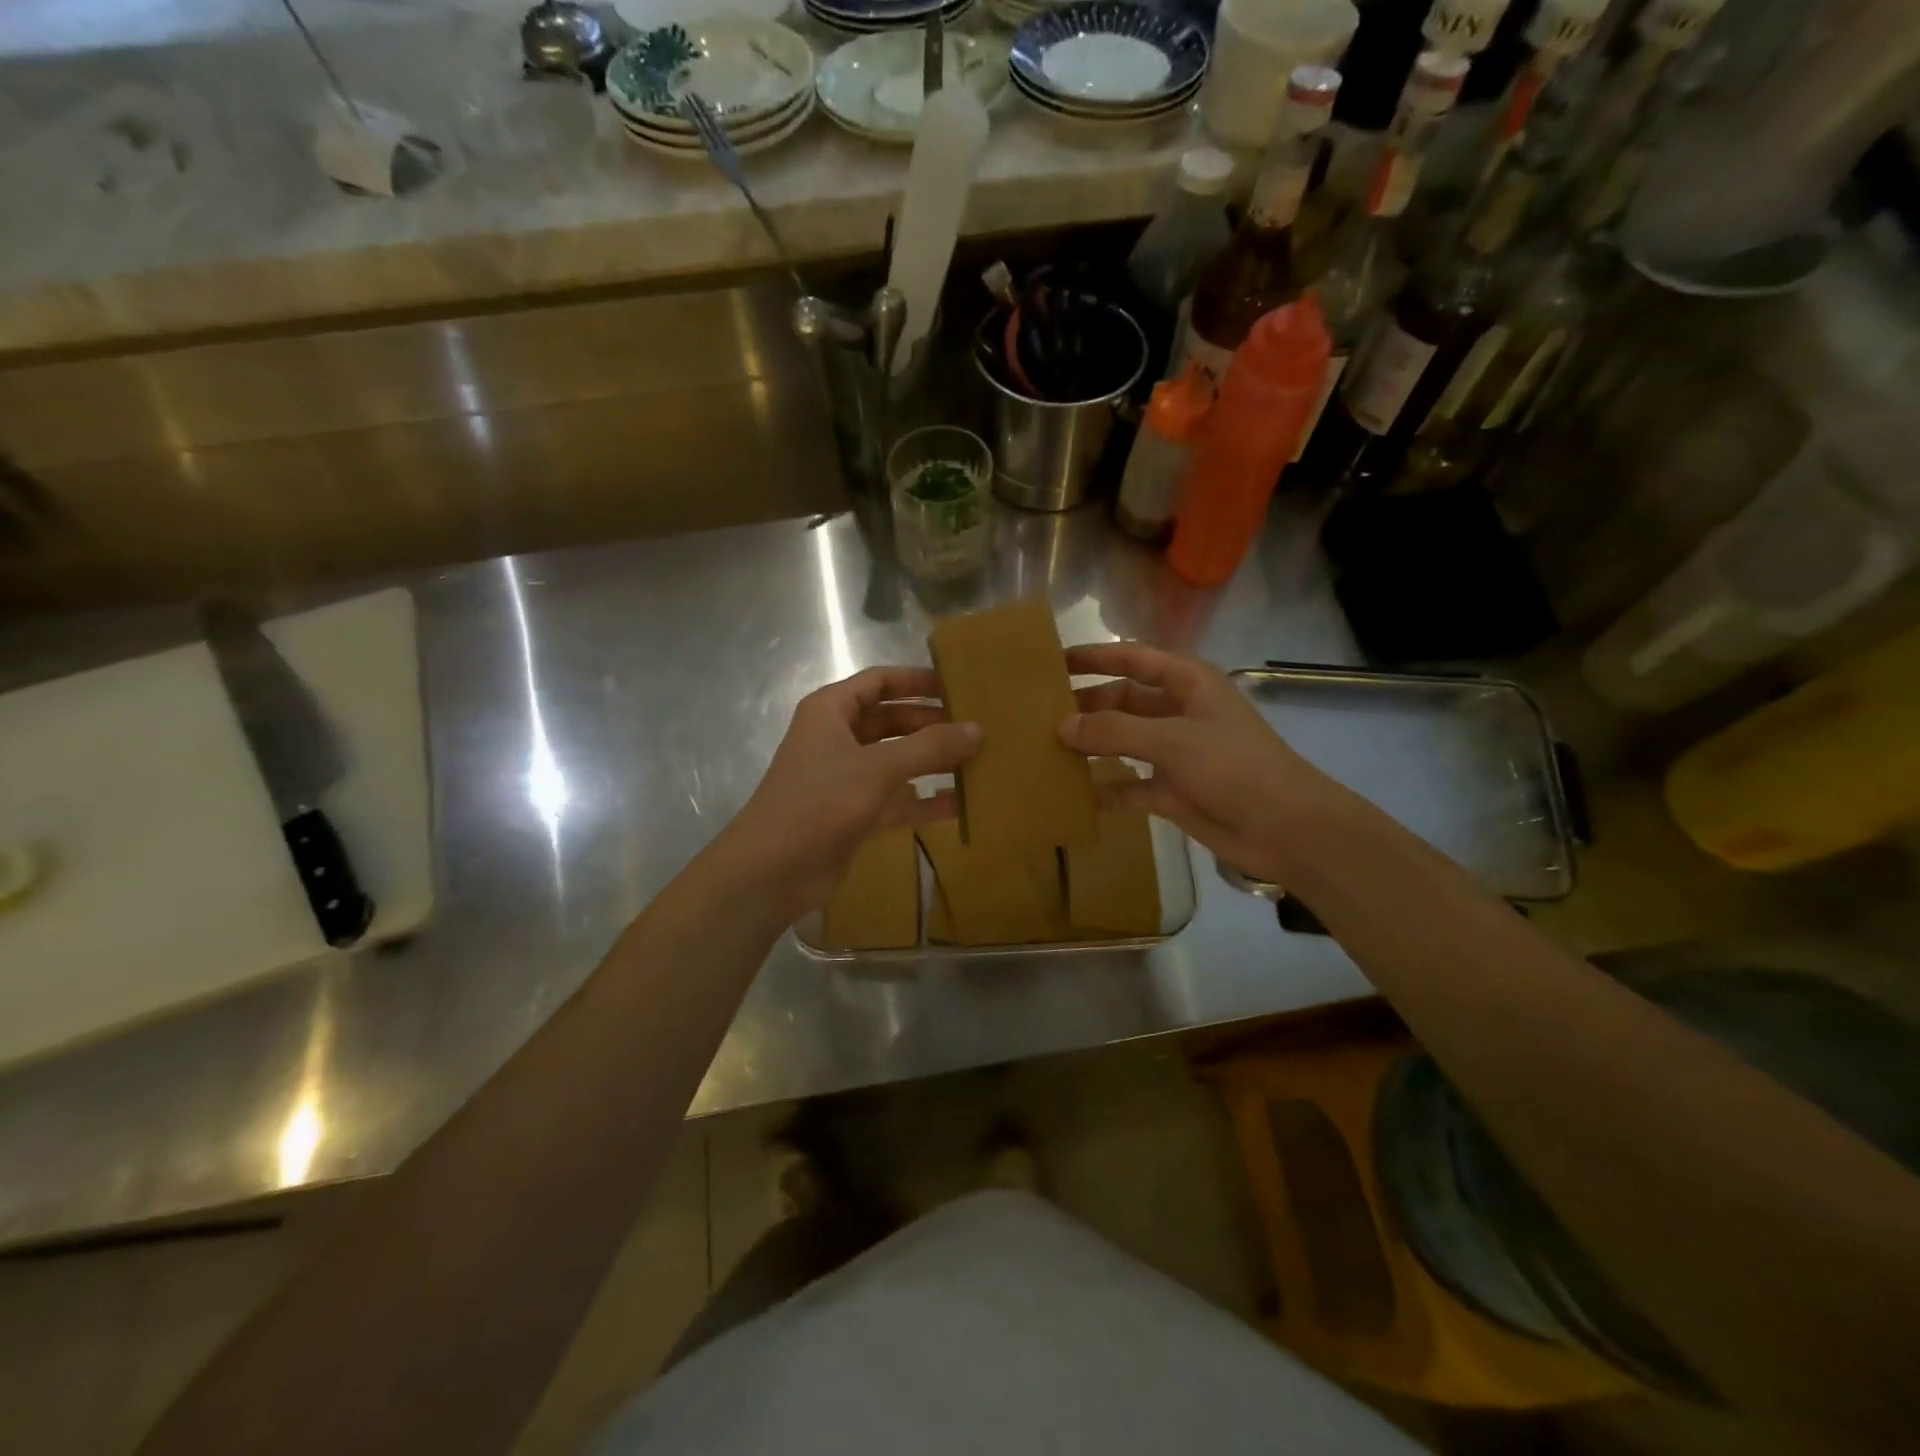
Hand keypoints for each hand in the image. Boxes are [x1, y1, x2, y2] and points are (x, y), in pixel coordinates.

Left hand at [724, 666, 979, 917]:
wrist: (771, 871)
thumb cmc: (819, 803)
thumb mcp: (878, 768)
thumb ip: (929, 747)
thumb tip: (978, 729)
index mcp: (831, 711)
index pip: (879, 681)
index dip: (917, 680)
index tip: (958, 686)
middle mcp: (838, 738)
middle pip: (892, 721)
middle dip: (932, 724)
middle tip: (977, 728)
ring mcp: (846, 778)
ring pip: (897, 761)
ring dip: (932, 763)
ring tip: (978, 762)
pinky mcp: (854, 814)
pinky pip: (896, 799)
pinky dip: (924, 800)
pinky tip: (961, 804)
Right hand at [1059, 642, 1342, 885]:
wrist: (1286, 828)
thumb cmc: (1234, 767)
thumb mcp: (1172, 740)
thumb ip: (1114, 731)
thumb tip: (1062, 725)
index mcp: (1188, 684)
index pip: (1133, 659)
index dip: (1095, 657)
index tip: (1054, 661)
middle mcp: (1179, 712)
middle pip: (1123, 700)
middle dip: (1086, 705)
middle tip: (1039, 713)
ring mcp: (1175, 753)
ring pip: (1123, 742)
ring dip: (1092, 745)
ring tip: (1047, 749)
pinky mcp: (1172, 790)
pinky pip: (1129, 785)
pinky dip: (1106, 789)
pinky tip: (1074, 794)